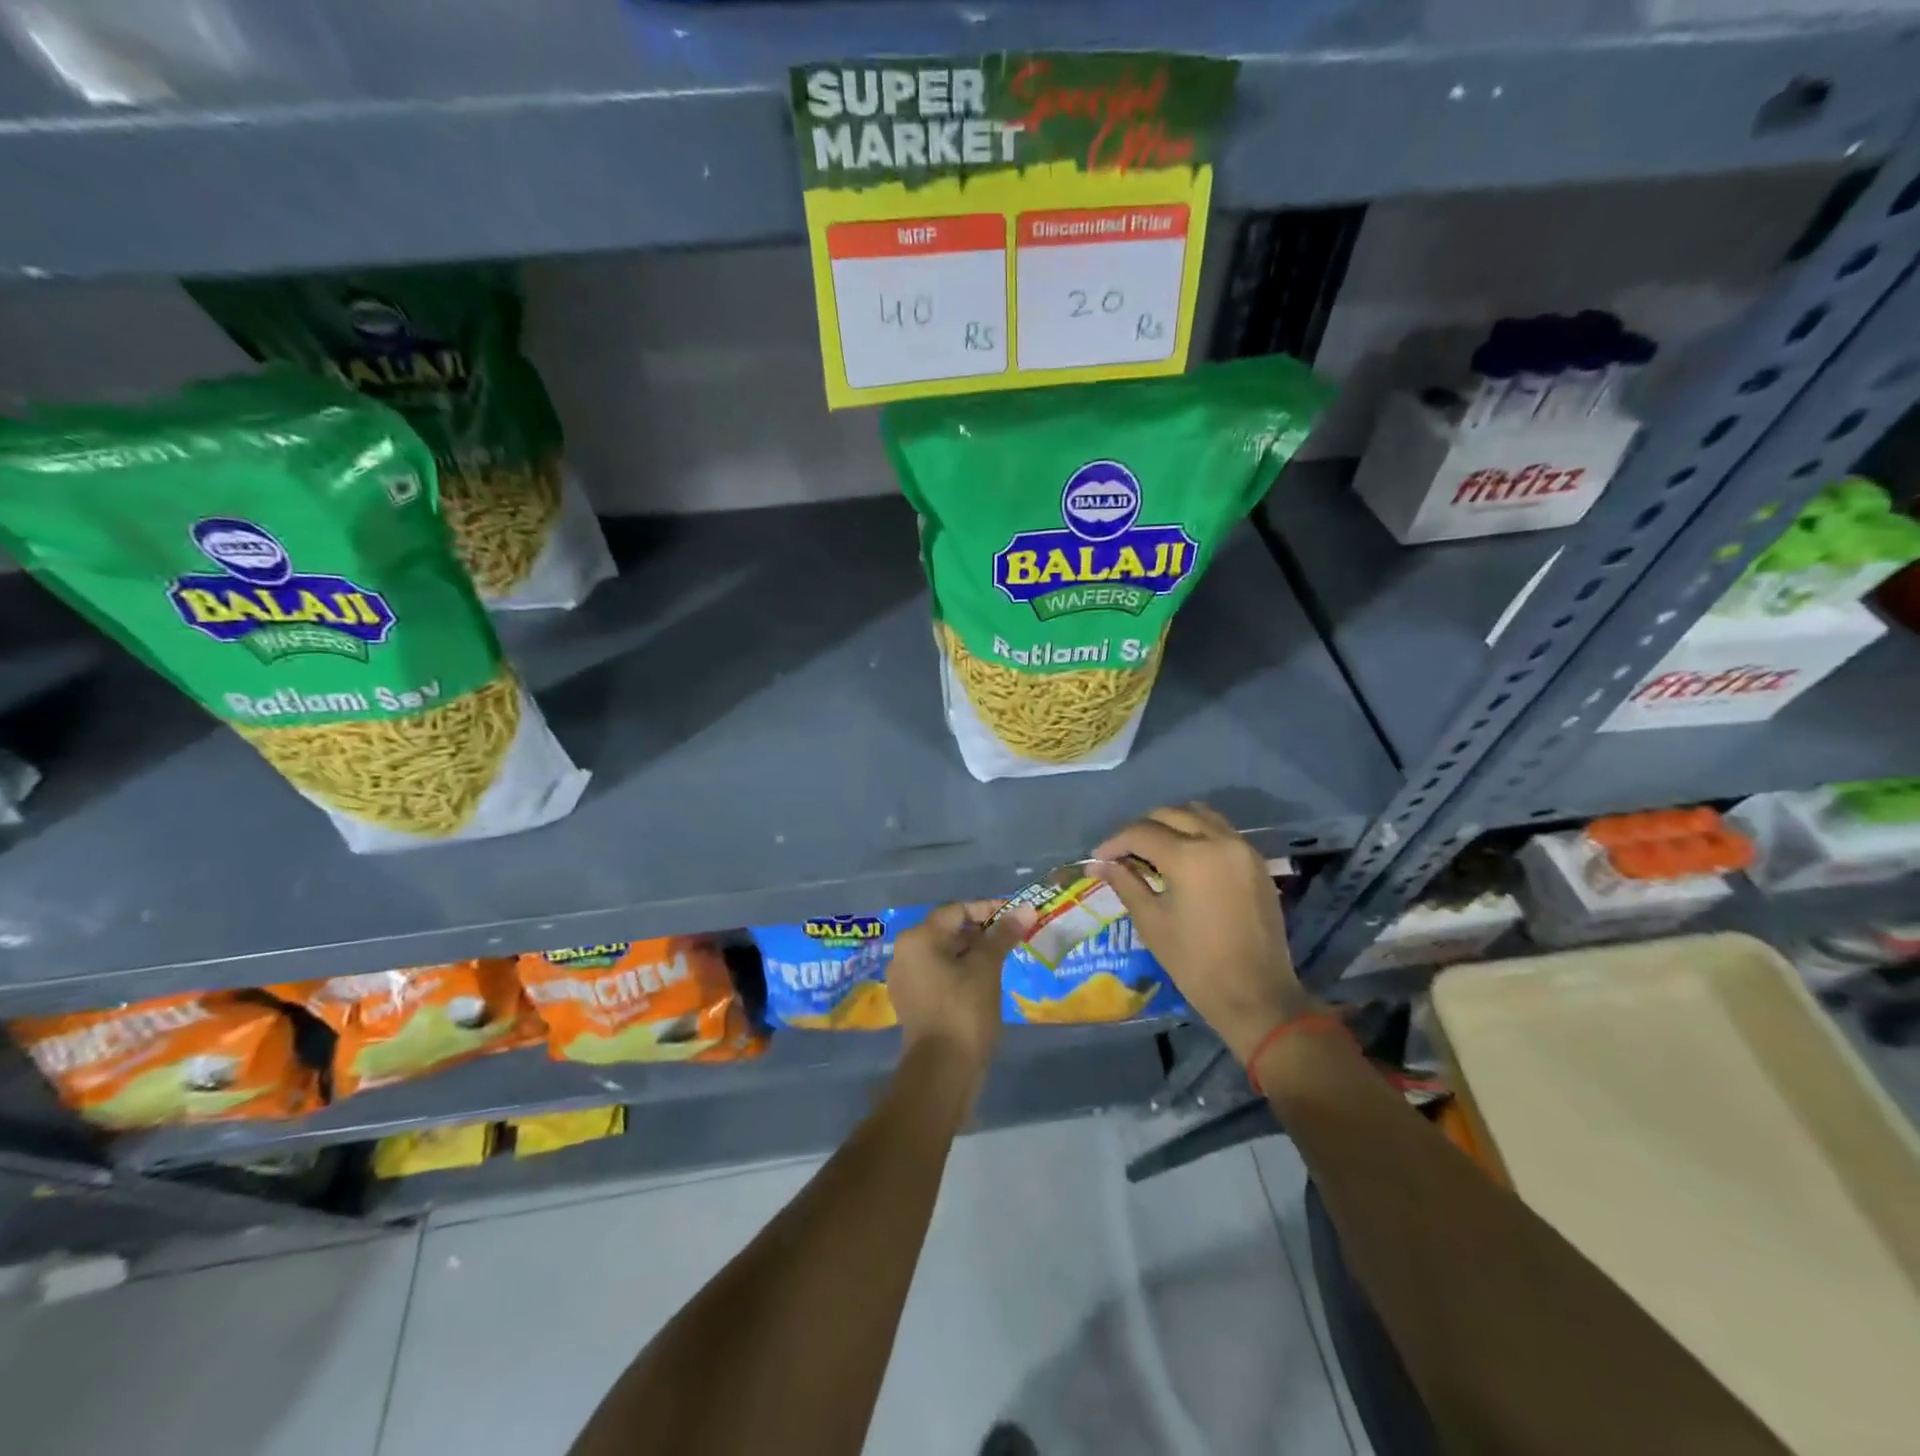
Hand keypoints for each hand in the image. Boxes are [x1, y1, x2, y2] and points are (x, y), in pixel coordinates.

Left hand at [888, 900, 1032, 1075]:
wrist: (942, 1071)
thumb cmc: (964, 1011)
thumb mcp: (987, 968)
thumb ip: (1003, 935)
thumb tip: (1027, 909)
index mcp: (918, 938)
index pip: (956, 910)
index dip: (988, 909)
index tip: (1016, 916)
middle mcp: (904, 953)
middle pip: (947, 930)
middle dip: (981, 931)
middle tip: (1012, 937)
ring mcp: (905, 978)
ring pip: (944, 953)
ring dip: (972, 952)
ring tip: (1003, 958)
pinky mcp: (912, 1000)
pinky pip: (938, 973)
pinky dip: (960, 971)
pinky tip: (985, 980)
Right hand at [1092, 803, 1313, 1065]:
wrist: (1256, 995)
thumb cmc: (1195, 963)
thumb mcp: (1152, 922)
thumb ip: (1126, 883)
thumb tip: (1099, 864)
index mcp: (1189, 857)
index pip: (1141, 833)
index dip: (1114, 842)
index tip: (1098, 859)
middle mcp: (1219, 841)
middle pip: (1170, 814)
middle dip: (1141, 829)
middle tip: (1122, 853)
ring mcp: (1242, 849)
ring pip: (1199, 815)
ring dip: (1172, 824)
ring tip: (1153, 850)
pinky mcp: (1256, 862)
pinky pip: (1221, 831)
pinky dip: (1197, 833)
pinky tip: (1184, 858)